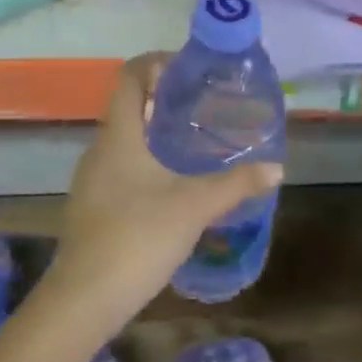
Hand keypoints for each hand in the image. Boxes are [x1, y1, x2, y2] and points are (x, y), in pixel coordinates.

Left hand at [40, 52, 283, 336]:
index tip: (190, 69)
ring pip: (124, 139)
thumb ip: (236, 184)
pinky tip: (173, 184)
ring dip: (155, 132)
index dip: (156, 62)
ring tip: (195, 142)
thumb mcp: (195, 206)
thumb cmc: (138, 237)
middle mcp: (99, 149)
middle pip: (128, 106)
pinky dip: (147, 161)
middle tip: (204, 105)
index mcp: (119, 135)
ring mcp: (91, 179)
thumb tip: (276, 168)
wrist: (85, 298)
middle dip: (163, 99)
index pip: (128, 76)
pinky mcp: (93, 205)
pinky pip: (121, 167)